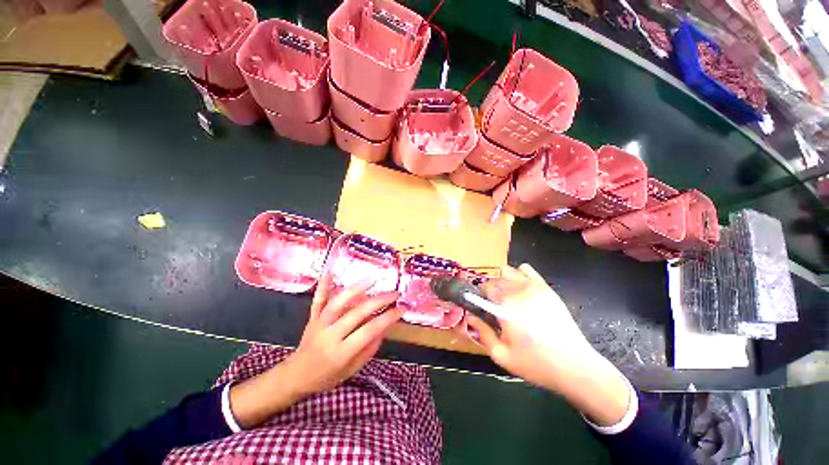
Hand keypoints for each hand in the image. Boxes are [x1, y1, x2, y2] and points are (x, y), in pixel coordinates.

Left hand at [230, 274, 402, 427]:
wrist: (296, 377)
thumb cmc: (327, 377)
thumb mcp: (352, 370)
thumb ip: (369, 349)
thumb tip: (384, 327)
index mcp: (341, 352)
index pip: (369, 330)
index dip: (388, 318)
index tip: (401, 309)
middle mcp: (330, 335)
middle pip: (357, 313)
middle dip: (379, 300)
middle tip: (395, 293)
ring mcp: (319, 324)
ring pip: (338, 302)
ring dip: (356, 288)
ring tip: (373, 279)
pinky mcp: (312, 317)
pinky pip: (318, 300)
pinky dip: (323, 286)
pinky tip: (329, 271)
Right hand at [466, 264, 631, 426]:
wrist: (575, 366)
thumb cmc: (536, 363)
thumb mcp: (502, 356)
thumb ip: (482, 333)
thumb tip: (469, 317)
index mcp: (505, 305)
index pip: (483, 289)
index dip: (479, 297)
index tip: (481, 307)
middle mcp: (517, 290)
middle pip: (494, 279)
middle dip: (490, 290)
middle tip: (495, 307)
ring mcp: (533, 286)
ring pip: (507, 271)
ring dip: (502, 281)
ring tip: (508, 298)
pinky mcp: (546, 287)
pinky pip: (526, 269)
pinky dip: (519, 275)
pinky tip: (521, 290)